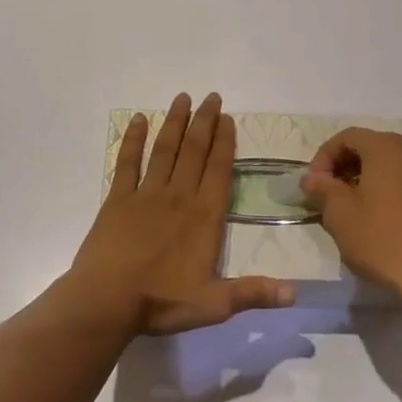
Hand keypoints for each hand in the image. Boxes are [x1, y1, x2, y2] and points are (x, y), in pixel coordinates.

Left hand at [67, 92, 294, 335]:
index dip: (225, 142)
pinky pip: (127, 163)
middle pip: (195, 151)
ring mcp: (146, 195)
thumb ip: (254, 293)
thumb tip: (296, 293)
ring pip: (165, 150)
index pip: (219, 170)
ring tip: (182, 98)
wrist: (106, 302)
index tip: (228, 118)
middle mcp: (178, 197)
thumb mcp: (214, 304)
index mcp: (204, 216)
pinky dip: (133, 140)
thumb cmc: (161, 302)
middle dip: (204, 122)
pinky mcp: (118, 200)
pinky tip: (139, 120)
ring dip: (175, 122)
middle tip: (211, 96)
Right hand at [301, 128, 401, 298]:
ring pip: (399, 169)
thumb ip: (323, 189)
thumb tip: (314, 178)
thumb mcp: (340, 215)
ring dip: (375, 182)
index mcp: (387, 148)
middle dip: (349, 168)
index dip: (324, 157)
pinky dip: (399, 198)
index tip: (313, 185)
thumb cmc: (382, 240)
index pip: (347, 137)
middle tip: (332, 196)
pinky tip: (392, 226)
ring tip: (360, 212)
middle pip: (375, 149)